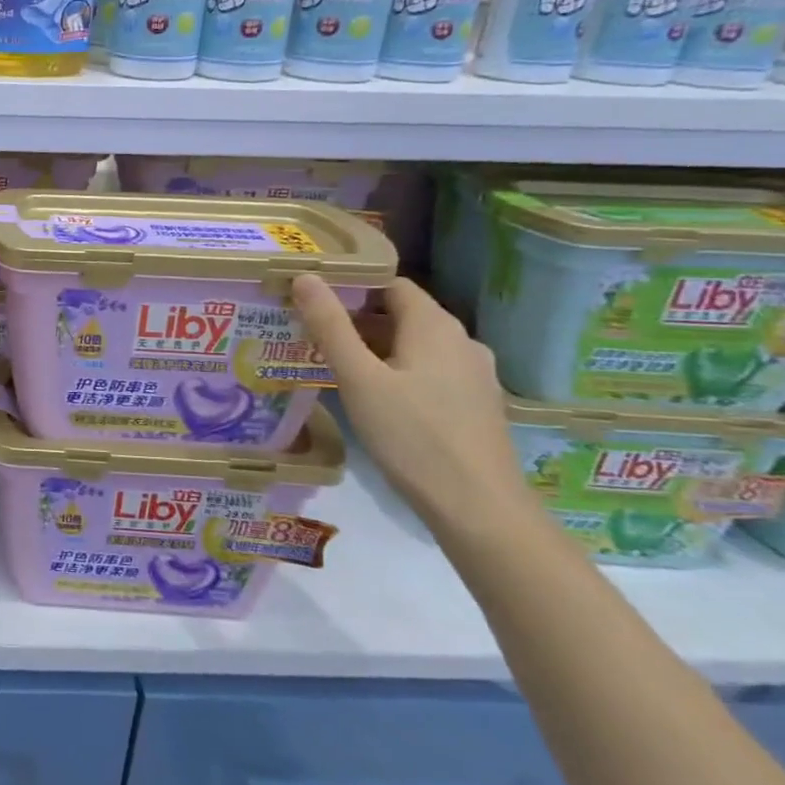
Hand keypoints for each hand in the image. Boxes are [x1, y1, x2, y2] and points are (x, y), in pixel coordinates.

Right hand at [291, 273, 534, 536]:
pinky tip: (371, 395)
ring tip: (330, 362)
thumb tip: (305, 276)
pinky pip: (428, 370)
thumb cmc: (412, 436)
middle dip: (355, 317)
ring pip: (414, 345)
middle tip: (309, 330)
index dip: (350, 284)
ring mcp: (473, 374)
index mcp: (435, 326)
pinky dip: (396, 370)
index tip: (310, 296)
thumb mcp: (358, 379)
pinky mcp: (474, 404)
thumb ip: (330, 326)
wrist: (479, 508)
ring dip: (374, 347)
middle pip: (401, 313)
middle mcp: (461, 341)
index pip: (390, 283)